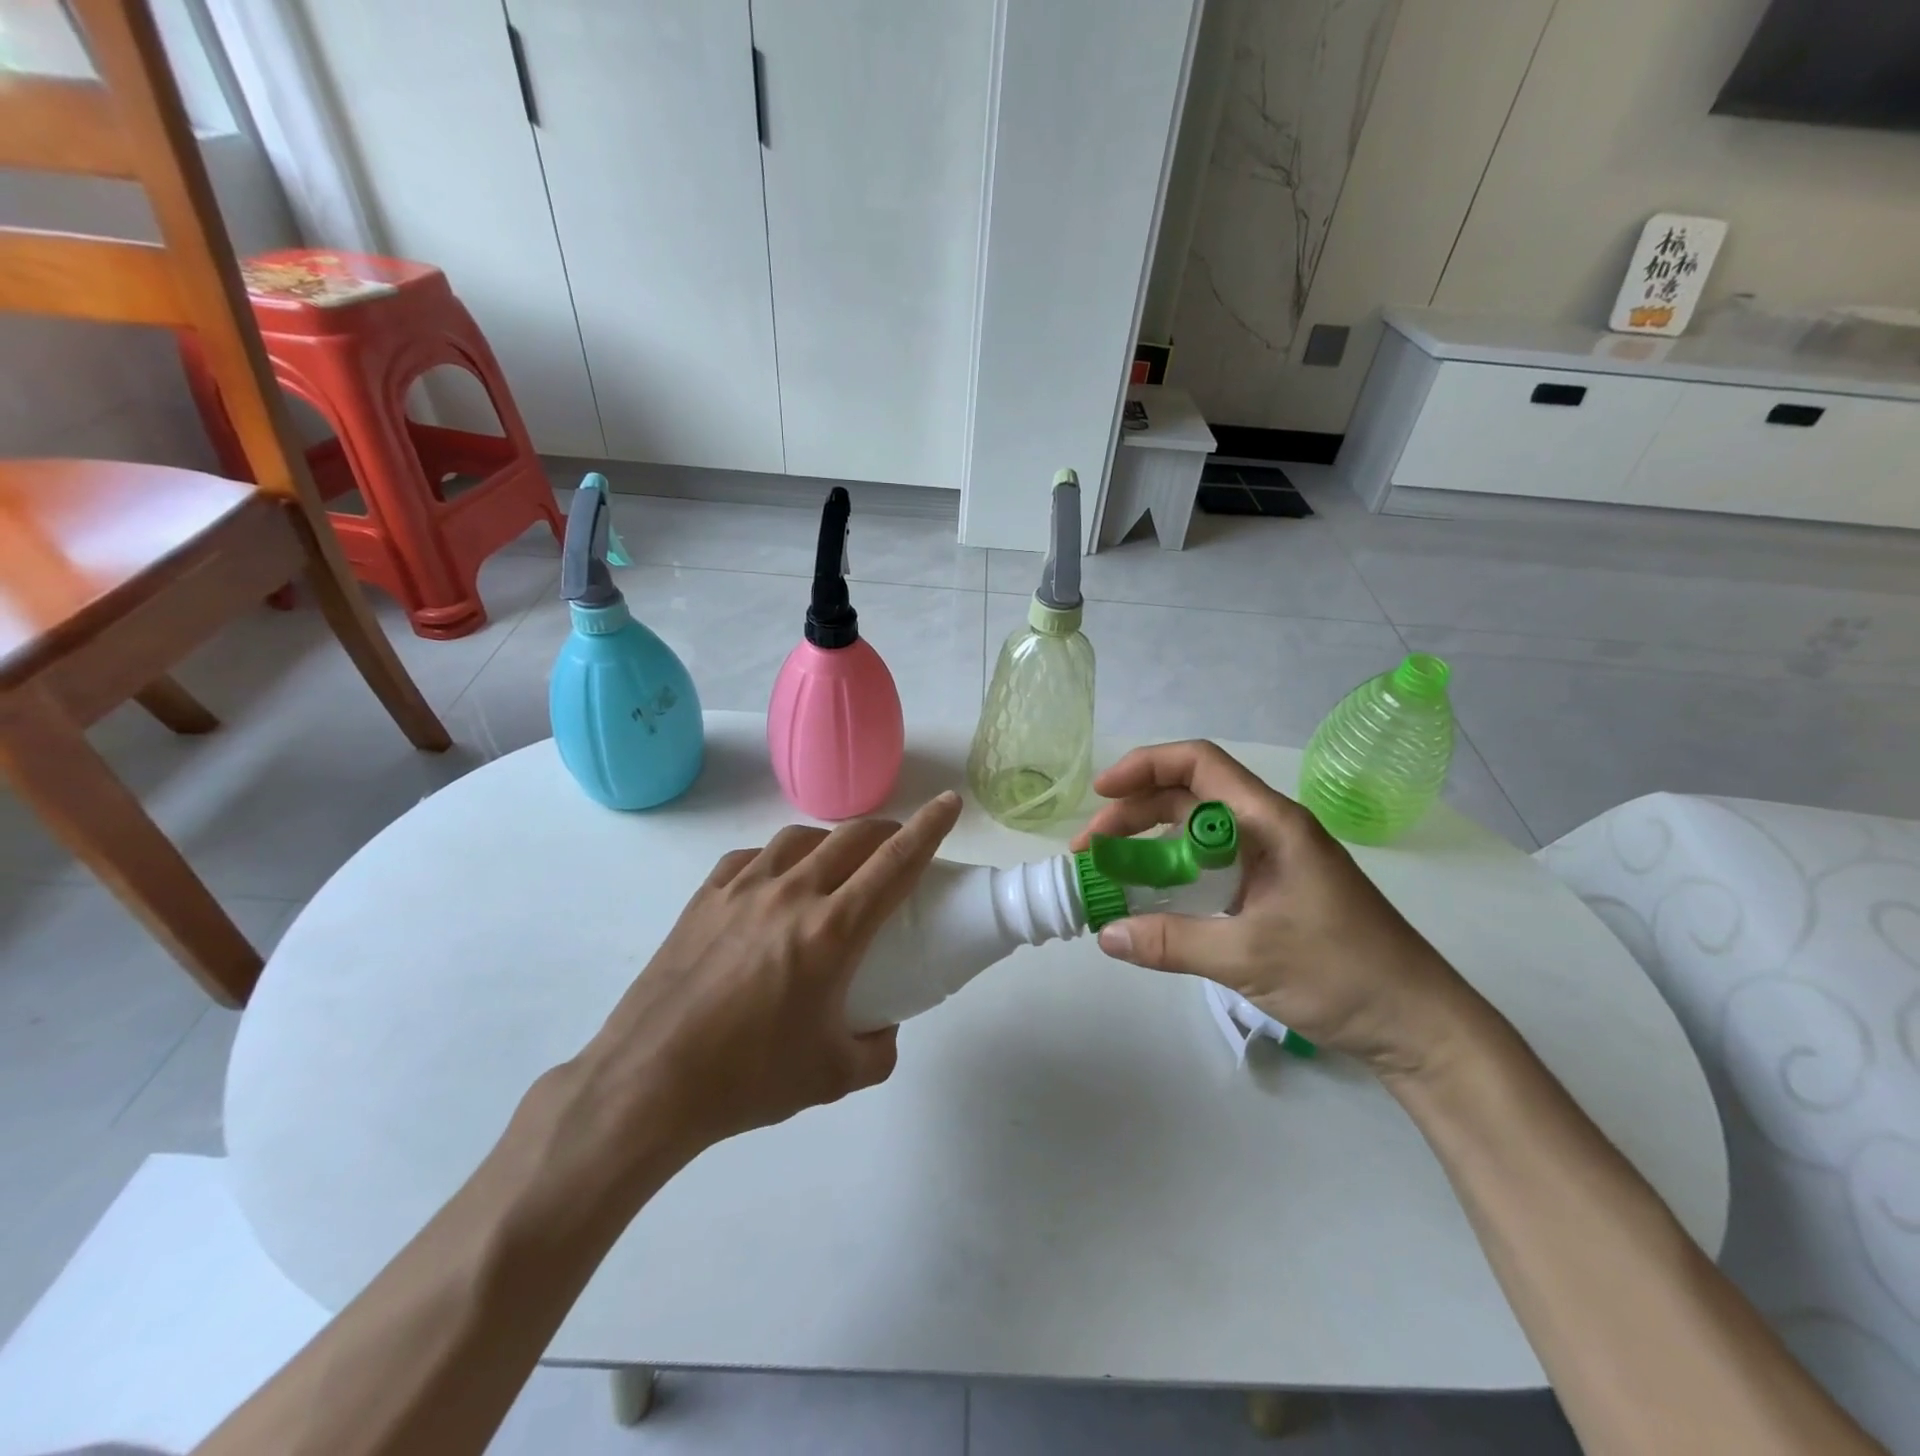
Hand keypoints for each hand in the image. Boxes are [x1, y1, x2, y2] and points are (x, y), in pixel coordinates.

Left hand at [570, 792, 962, 1165]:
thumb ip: (877, 1050)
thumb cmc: (748, 1079)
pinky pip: (752, 858)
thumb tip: (884, 1027)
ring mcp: (742, 888)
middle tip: (898, 846)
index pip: (896, 863)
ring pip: (800, 838)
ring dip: (831, 841)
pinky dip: (778, 859)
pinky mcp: (705, 896)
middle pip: (852, 838)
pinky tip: (774, 883)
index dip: (929, 828)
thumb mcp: (833, 1076)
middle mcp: (791, 894)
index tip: (950, 804)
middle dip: (887, 831)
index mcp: (831, 931)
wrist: (648, 1083)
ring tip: (836, 865)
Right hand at [1072, 741, 1477, 1074]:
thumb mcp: (1248, 956)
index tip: (1101, 794)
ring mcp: (1271, 861)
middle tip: (1092, 851)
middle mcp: (1268, 830)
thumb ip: (1172, 941)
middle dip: (1134, 814)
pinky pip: (1210, 868)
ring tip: (1110, 873)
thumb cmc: (1343, 973)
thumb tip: (1106, 935)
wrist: (1418, 1025)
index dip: (1144, 767)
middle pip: (1188, 798)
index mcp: (1270, 822)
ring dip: (1149, 846)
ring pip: (1196, 834)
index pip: (1199, 764)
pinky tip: (1150, 901)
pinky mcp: (1272, 892)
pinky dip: (1173, 875)